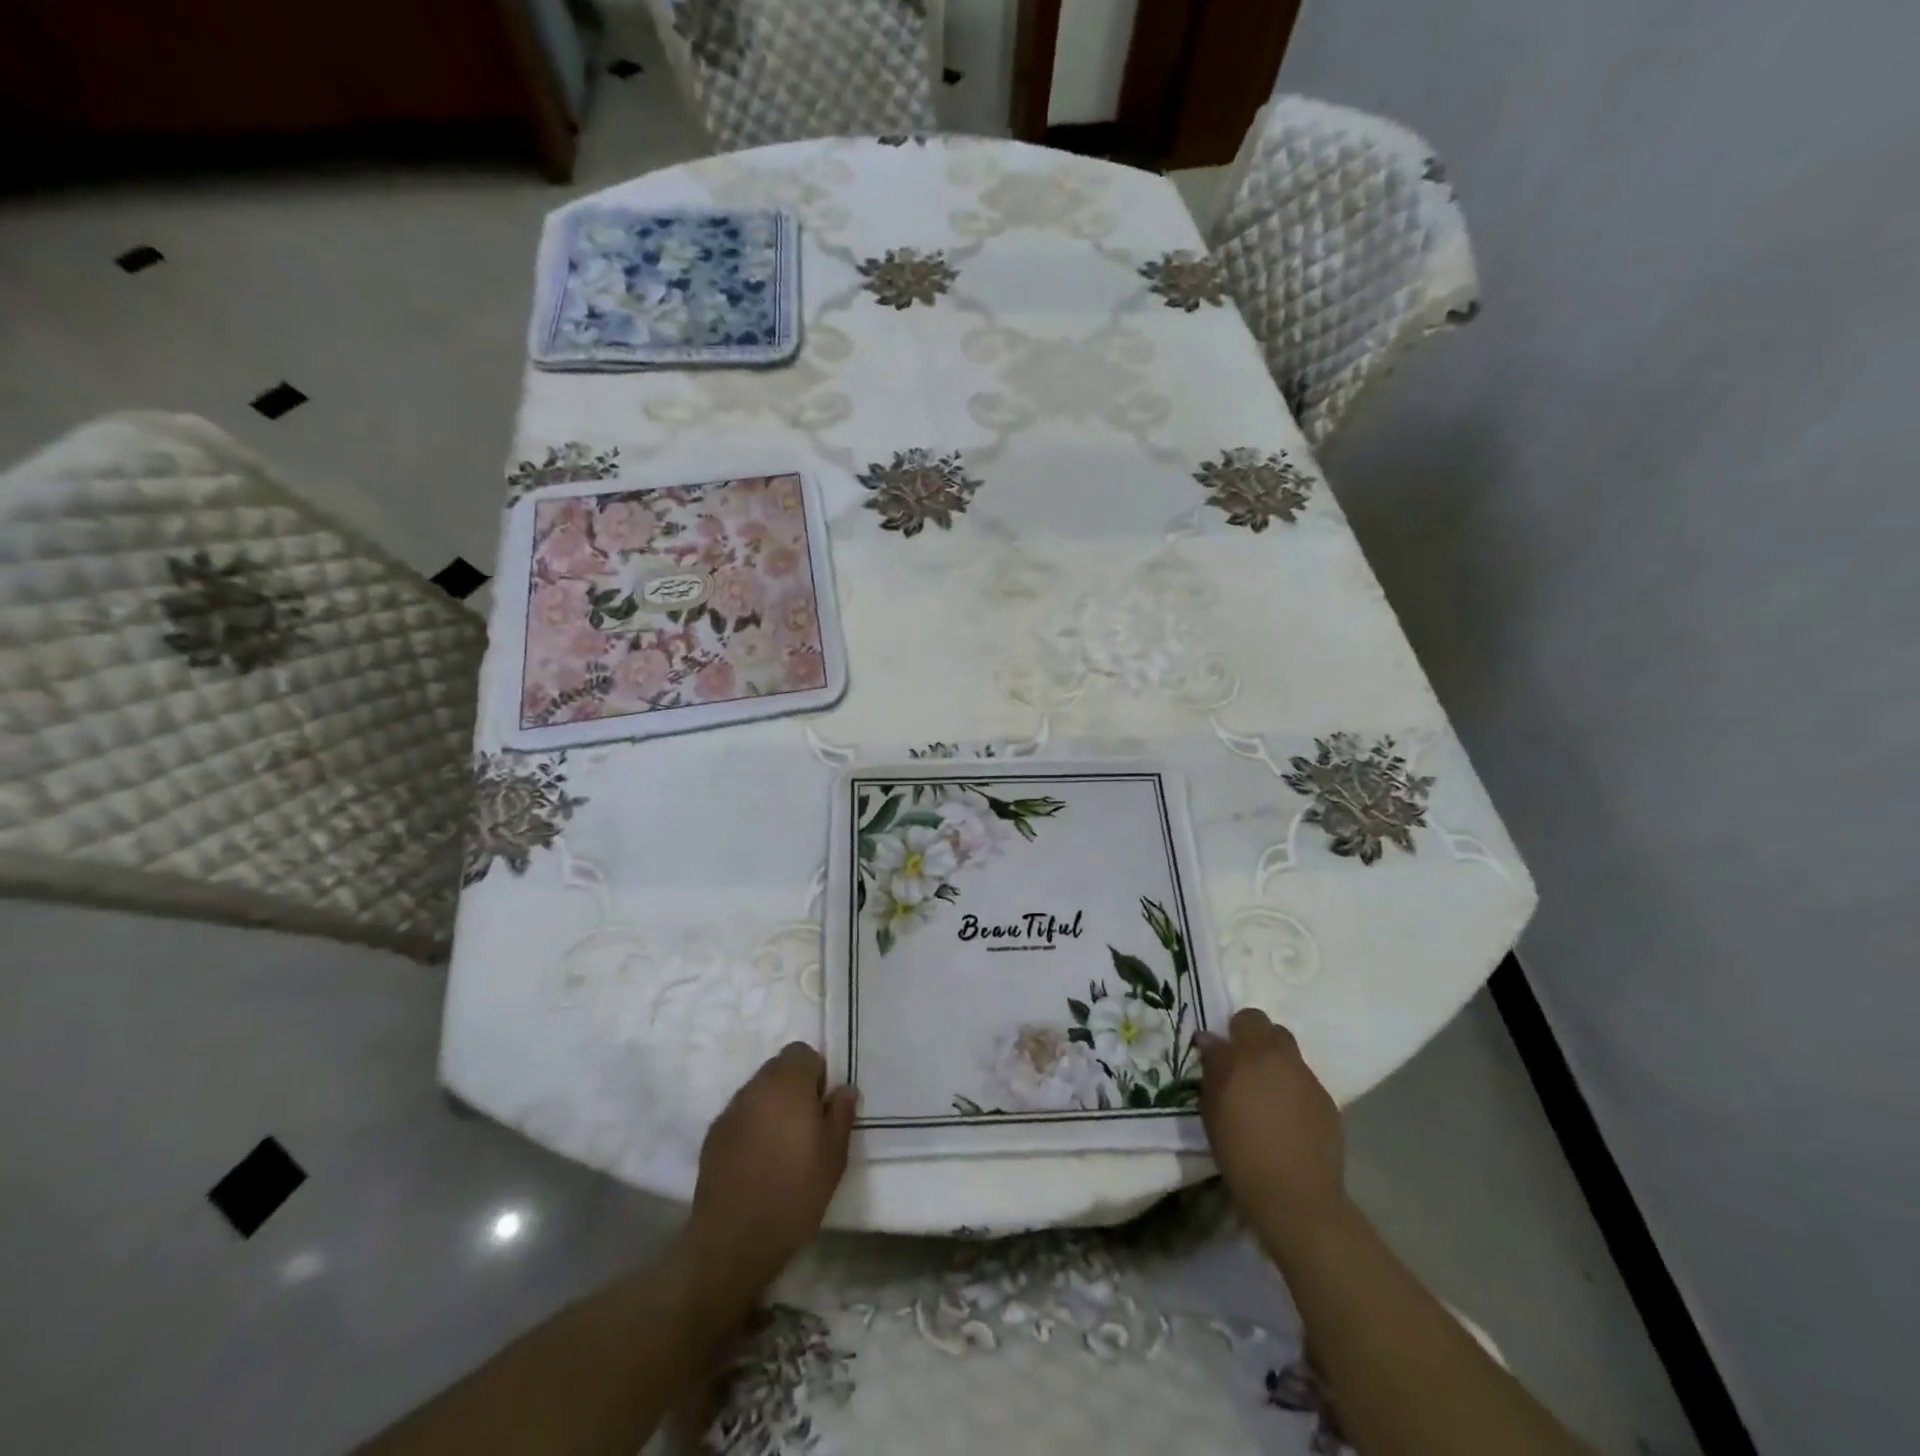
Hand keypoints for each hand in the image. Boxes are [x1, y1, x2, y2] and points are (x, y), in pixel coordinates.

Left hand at [687, 1043, 856, 1297]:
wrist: (734, 1240)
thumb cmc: (795, 1191)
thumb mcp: (835, 1155)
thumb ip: (842, 1113)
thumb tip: (844, 1089)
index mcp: (788, 1083)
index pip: (803, 1052)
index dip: (816, 1075)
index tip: (822, 1107)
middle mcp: (755, 1086)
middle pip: (778, 1069)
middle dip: (794, 1088)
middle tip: (807, 1127)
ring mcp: (730, 1111)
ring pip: (758, 1093)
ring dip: (772, 1107)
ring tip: (782, 1147)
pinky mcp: (713, 1136)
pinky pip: (740, 1117)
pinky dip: (752, 1128)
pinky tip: (758, 1162)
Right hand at [1197, 1008, 1346, 1230]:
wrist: (1294, 1194)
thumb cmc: (1240, 1150)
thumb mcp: (1211, 1108)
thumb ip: (1213, 1068)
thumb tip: (1211, 1041)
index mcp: (1249, 1054)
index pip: (1244, 1019)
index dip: (1234, 1032)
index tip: (1225, 1054)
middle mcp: (1281, 1058)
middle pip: (1272, 1030)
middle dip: (1258, 1041)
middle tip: (1246, 1069)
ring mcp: (1308, 1079)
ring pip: (1291, 1056)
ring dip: (1277, 1065)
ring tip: (1268, 1097)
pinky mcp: (1327, 1102)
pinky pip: (1305, 1083)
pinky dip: (1294, 1091)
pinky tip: (1288, 1119)